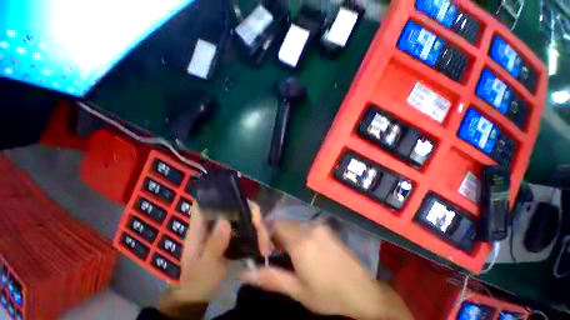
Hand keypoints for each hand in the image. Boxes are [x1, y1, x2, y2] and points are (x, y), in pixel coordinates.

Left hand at [159, 201, 270, 317]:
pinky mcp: (233, 234)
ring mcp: (225, 227)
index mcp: (200, 226)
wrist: (200, 294)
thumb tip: (225, 221)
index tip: (239, 197)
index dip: (221, 194)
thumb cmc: (197, 280)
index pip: (208, 201)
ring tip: (265, 243)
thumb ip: (213, 245)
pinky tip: (263, 241)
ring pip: (244, 215)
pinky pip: (247, 225)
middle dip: (250, 212)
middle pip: (235, 206)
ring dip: (257, 224)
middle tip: (260, 228)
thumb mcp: (204, 266)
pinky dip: (256, 230)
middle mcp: (214, 222)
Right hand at [241, 222, 412, 319]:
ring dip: (288, 236)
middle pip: (284, 224)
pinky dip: (299, 234)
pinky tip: (306, 251)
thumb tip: (245, 273)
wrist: (363, 291)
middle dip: (276, 237)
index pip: (274, 225)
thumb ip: (270, 278)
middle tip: (277, 256)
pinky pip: (306, 226)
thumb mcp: (297, 291)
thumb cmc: (328, 294)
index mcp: (301, 241)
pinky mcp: (327, 228)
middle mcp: (309, 227)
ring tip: (291, 256)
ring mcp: (320, 226)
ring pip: (295, 225)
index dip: (265, 235)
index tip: (265, 252)